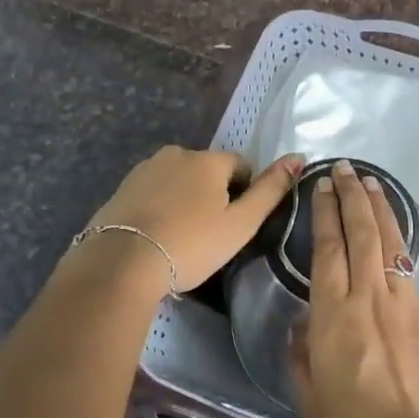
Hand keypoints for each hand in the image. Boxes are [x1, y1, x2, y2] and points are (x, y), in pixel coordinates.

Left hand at [79, 146, 303, 293]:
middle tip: (209, 235)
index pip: (241, 166)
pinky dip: (160, 207)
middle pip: (208, 171)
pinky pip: (153, 192)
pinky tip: (157, 236)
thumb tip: (298, 157)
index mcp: (209, 160)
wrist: (120, 263)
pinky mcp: (122, 187)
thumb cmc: (190, 244)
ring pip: (179, 180)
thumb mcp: (241, 224)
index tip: (234, 225)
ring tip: (181, 237)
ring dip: (185, 199)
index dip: (245, 194)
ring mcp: (146, 169)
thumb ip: (271, 190)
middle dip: (213, 195)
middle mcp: (177, 153)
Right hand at [290, 159, 418, 417]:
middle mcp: (371, 298)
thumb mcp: (310, 398)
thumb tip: (306, 323)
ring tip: (375, 182)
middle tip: (346, 169)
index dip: (325, 213)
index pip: (327, 249)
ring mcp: (410, 305)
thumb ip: (303, 354)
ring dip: (384, 209)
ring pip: (395, 244)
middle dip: (352, 197)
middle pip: (361, 234)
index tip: (322, 187)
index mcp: (334, 316)